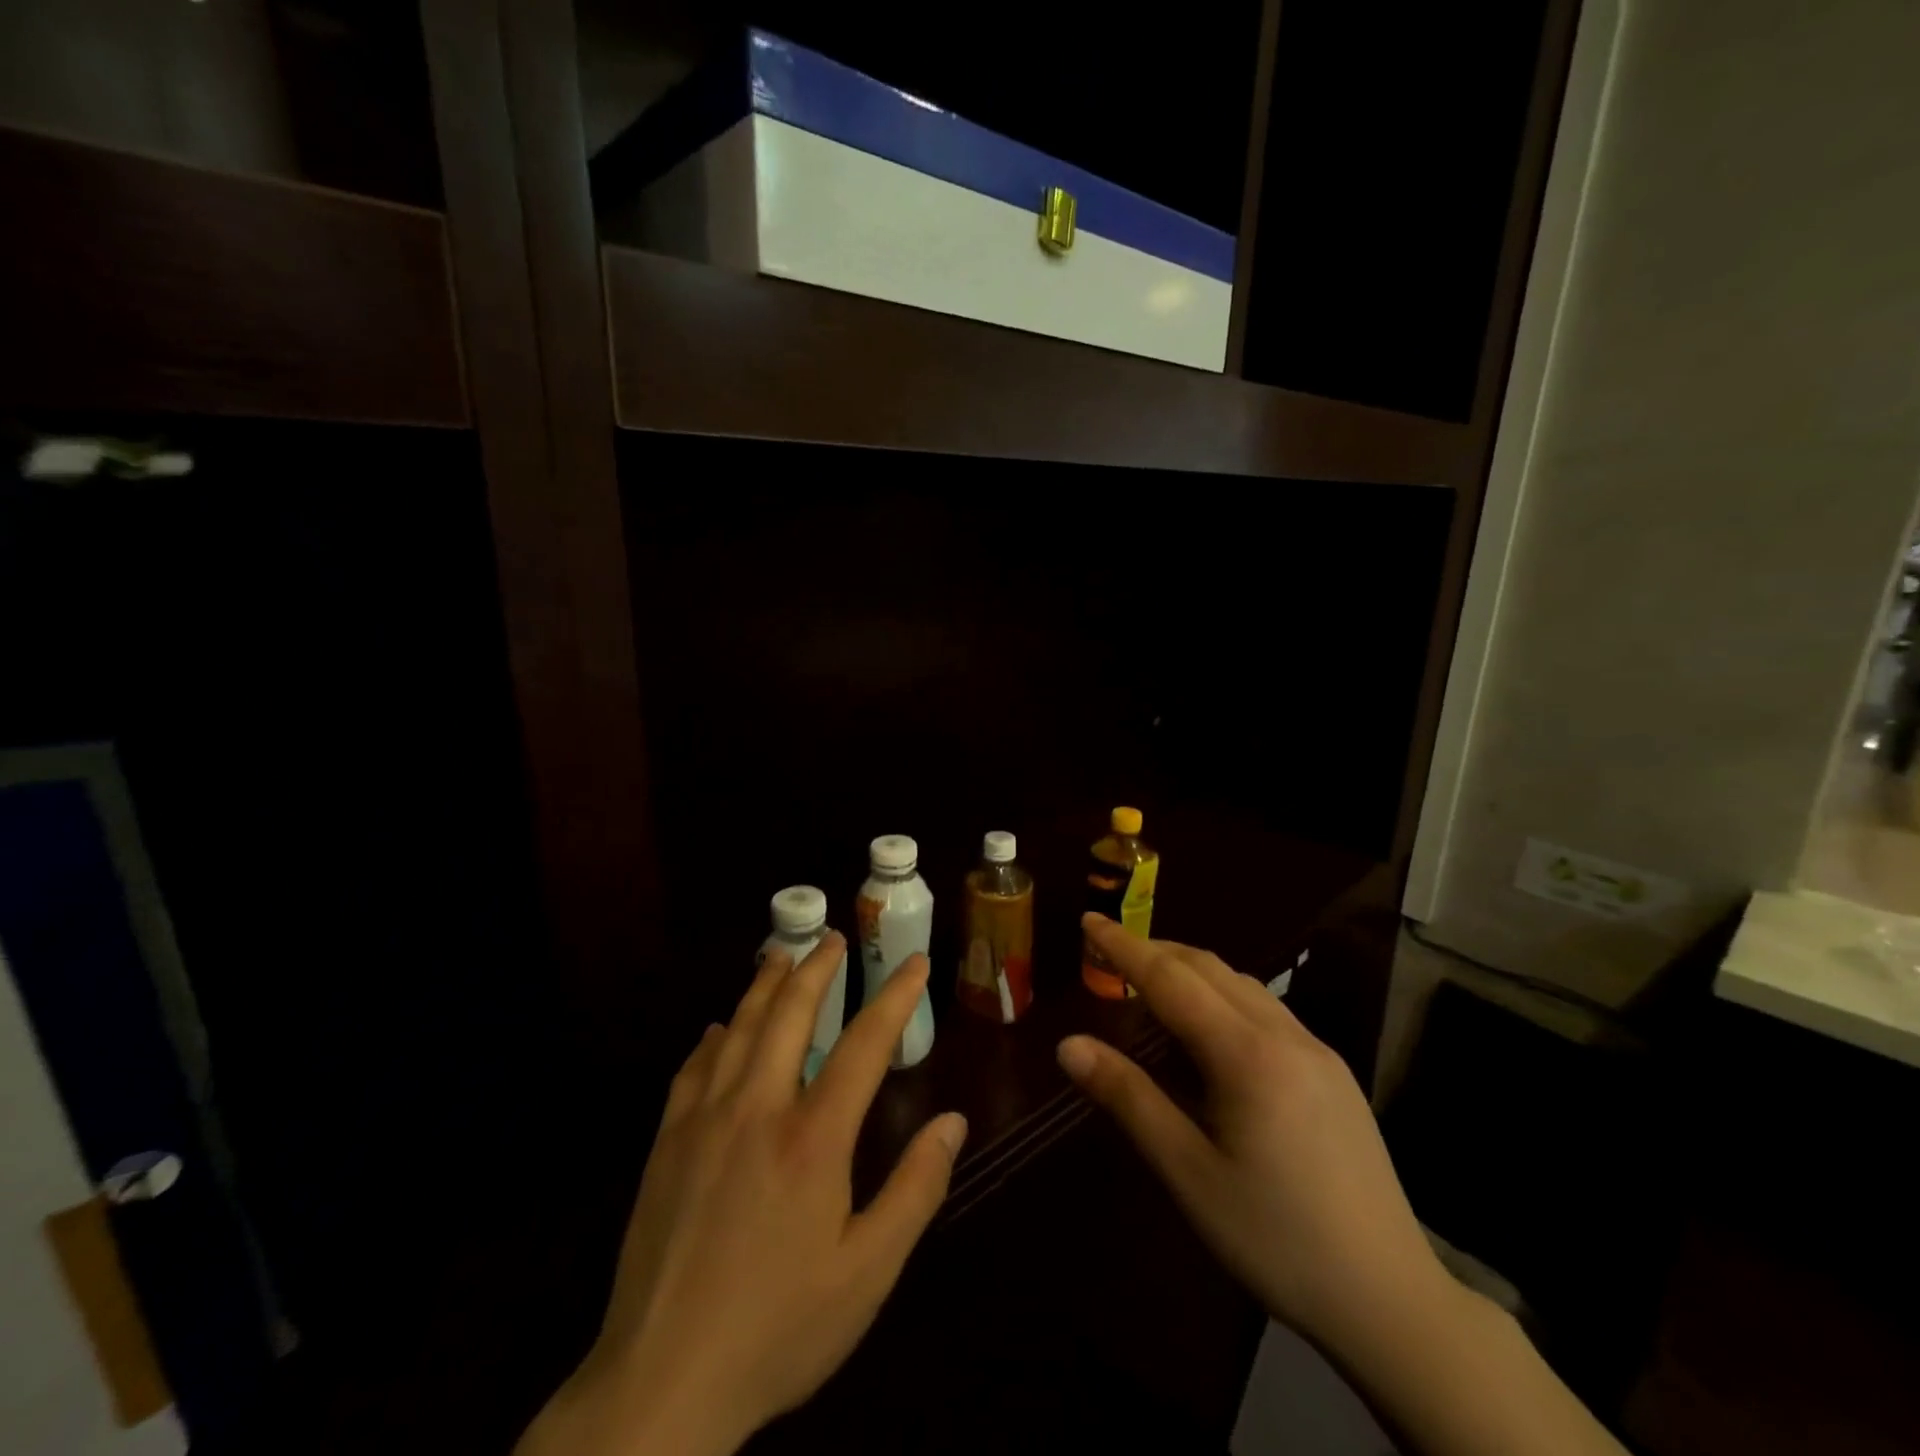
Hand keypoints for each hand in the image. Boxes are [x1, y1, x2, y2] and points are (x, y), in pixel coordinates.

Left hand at [517, 938, 966, 1455]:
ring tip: (781, 955)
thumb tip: (952, 1122)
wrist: (662, 1382)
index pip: (865, 1043)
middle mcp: (758, 1108)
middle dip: (817, 968)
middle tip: (834, 938)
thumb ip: (915, 1190)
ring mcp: (705, 1120)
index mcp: (814, 1137)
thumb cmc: (779, 1328)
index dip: (895, 997)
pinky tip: (721, 1028)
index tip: (914, 964)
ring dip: (765, 985)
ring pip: (740, 1028)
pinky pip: (694, 1068)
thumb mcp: (868, 1273)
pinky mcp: (667, 1142)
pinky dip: (715, 1037)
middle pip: (791, 1013)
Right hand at [1057, 915, 1448, 1358]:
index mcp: (1248, 1055)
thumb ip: (1128, 1098)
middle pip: (1209, 968)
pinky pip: (1266, 1009)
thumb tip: (1068, 1045)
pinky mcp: (1333, 1072)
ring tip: (1150, 983)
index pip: (1171, 979)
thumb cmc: (1274, 1238)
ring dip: (1190, 970)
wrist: (1390, 1301)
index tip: (1088, 919)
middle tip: (1109, 951)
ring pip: (1242, 984)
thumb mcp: (1188, 1172)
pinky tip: (1209, 1028)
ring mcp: (1317, 1050)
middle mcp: (1286, 1035)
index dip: (1124, 947)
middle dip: (1155, 950)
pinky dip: (1222, 994)